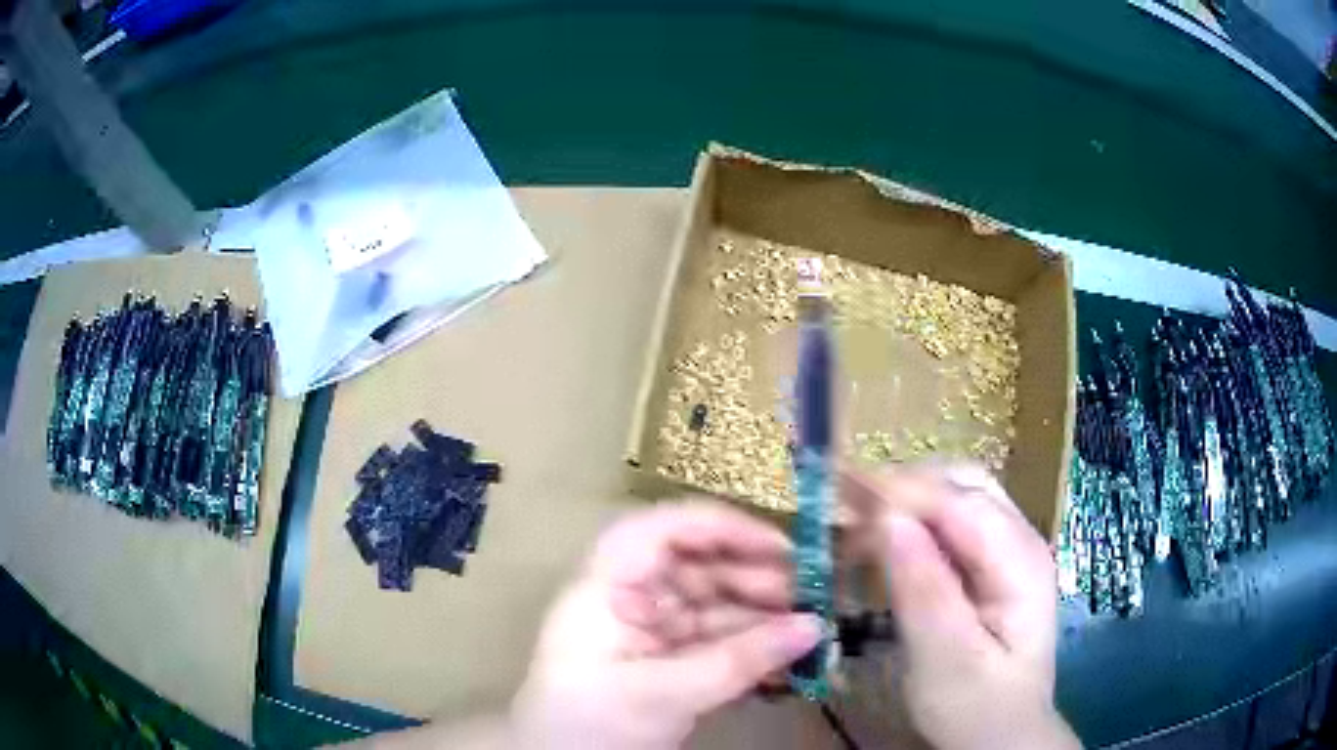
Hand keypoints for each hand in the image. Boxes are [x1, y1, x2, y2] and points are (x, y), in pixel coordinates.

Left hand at [510, 501, 821, 749]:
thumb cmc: (590, 724)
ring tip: (809, 632)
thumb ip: (741, 662)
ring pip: (713, 605)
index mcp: (607, 586)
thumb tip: (815, 626)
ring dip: (761, 617)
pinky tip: (787, 657)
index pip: (663, 529)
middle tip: (810, 599)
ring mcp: (649, 630)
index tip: (782, 548)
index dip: (723, 528)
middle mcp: (629, 597)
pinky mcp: (666, 659)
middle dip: (755, 579)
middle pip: (697, 566)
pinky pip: (715, 640)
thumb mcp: (664, 694)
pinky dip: (750, 648)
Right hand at [843, 463, 1080, 749]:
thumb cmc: (976, 708)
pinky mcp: (991, 566)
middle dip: (904, 487)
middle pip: (963, 483)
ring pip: (956, 495)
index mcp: (1020, 561)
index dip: (902, 492)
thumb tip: (888, 518)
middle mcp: (1020, 540)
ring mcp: (1008, 549)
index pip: (960, 502)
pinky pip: (952, 524)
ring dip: (908, 500)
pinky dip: (915, 523)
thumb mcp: (945, 660)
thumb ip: (923, 590)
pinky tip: (886, 543)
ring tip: (860, 524)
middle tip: (848, 510)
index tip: (841, 498)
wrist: (1002, 734)